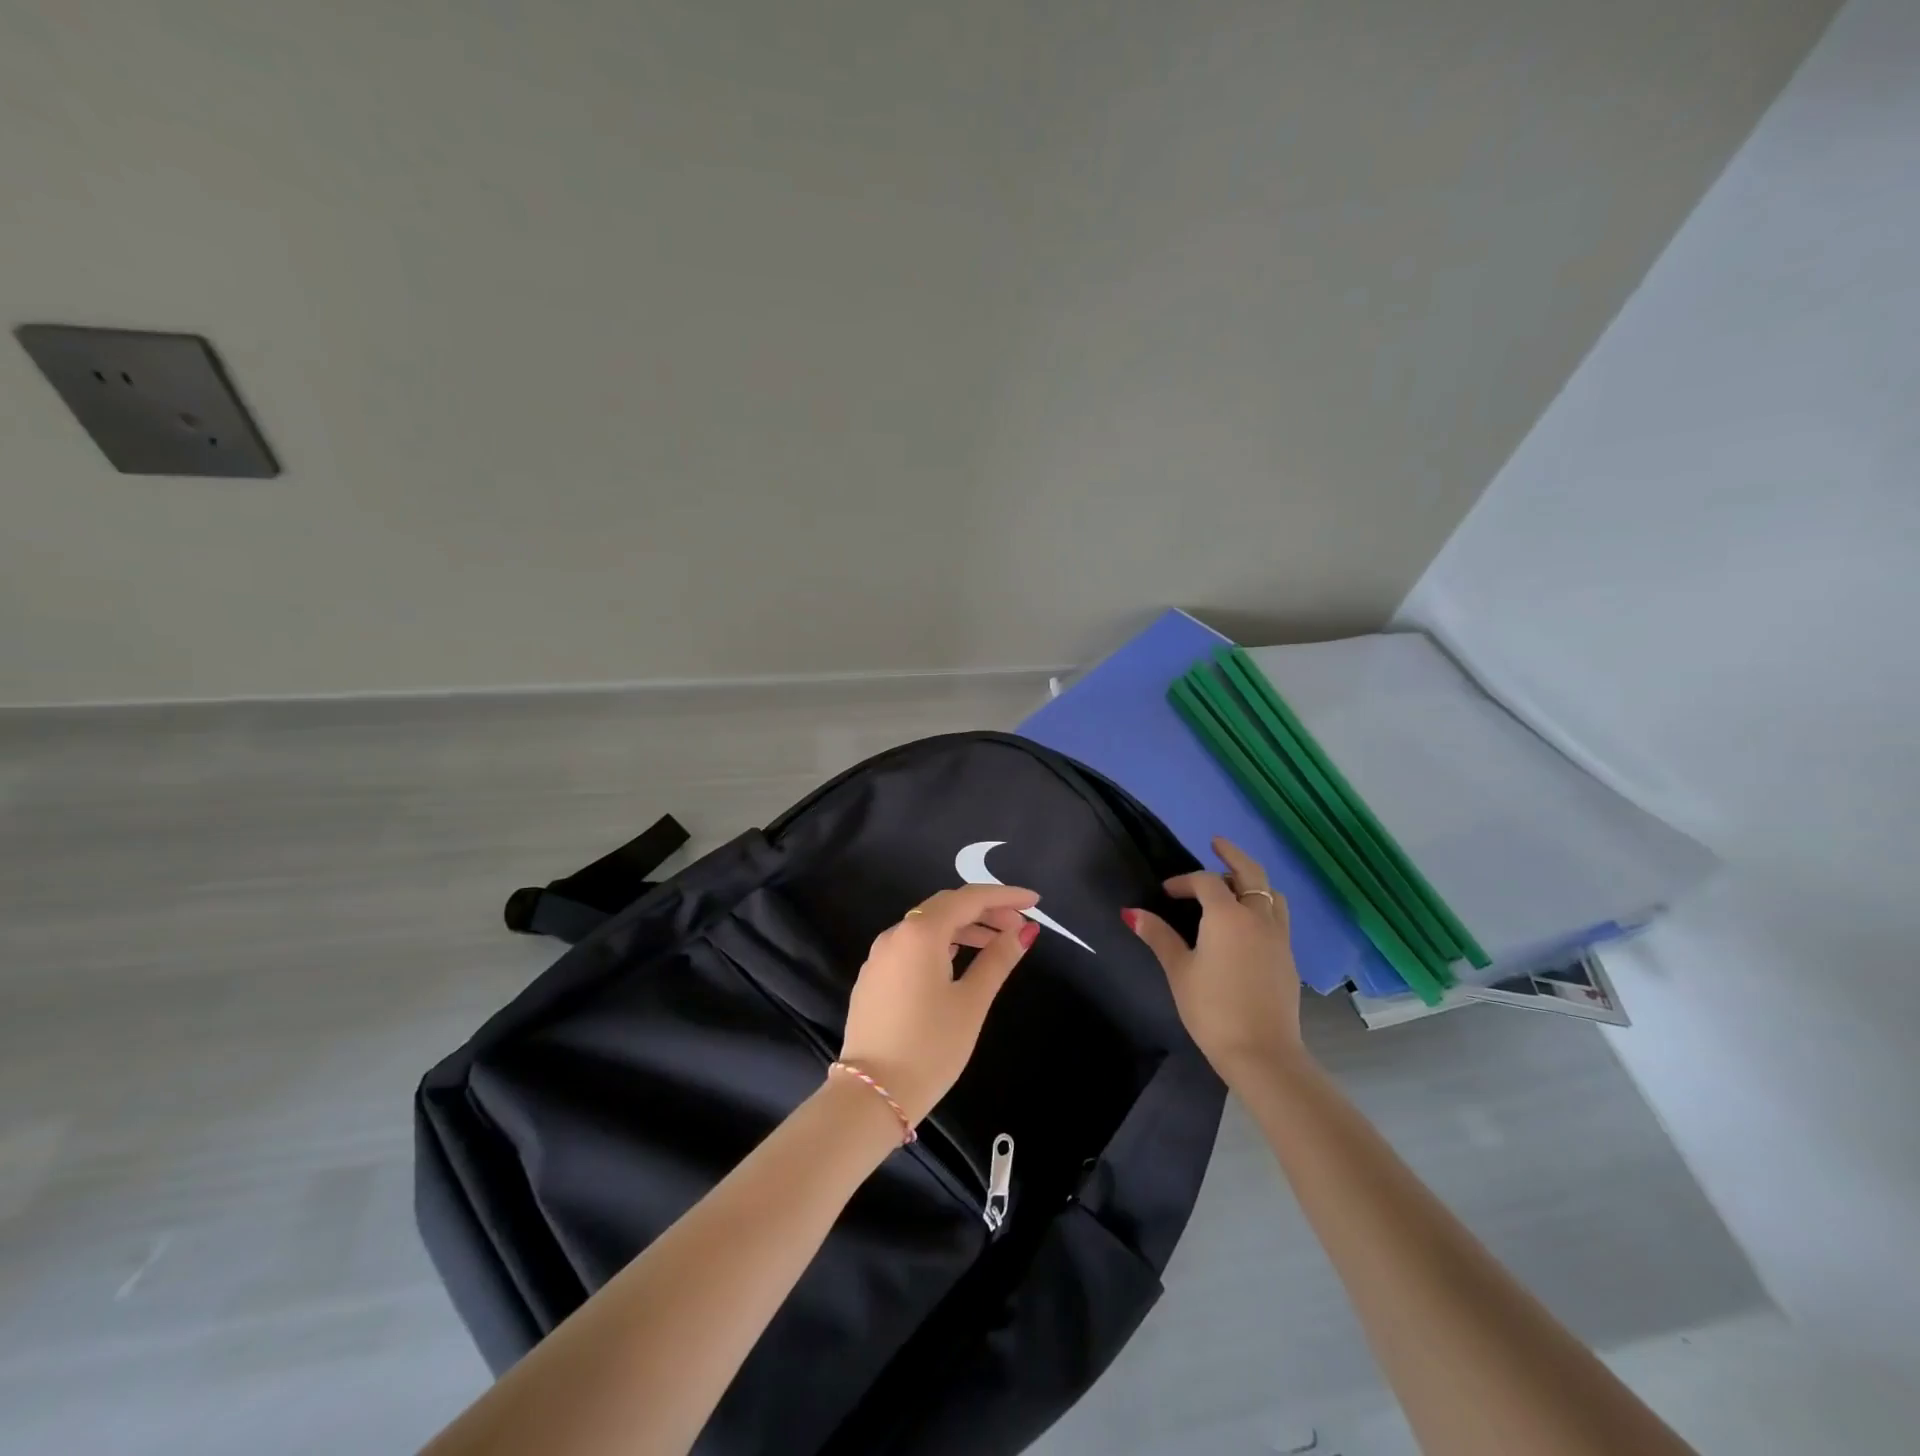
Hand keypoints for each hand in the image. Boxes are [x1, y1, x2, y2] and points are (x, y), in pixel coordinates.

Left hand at [839, 885, 1040, 1124]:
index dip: (1004, 895)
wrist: (871, 1094)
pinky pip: (912, 945)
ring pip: (927, 925)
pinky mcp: (873, 977)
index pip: (969, 898)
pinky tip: (958, 960)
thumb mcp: (972, 1002)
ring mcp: (880, 955)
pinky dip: (941, 943)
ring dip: (964, 927)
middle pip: (946, 906)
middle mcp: (895, 934)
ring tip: (996, 944)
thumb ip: (998, 960)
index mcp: (920, 933)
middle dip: (985, 910)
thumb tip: (1024, 931)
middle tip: (1019, 925)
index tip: (1034, 901)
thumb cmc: (930, 1047)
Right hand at [1124, 837, 1303, 1084]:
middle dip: (1232, 855)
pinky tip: (1248, 923)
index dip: (1183, 881)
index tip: (1166, 893)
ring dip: (1252, 882)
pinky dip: (1263, 905)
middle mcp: (1257, 917)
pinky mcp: (1288, 957)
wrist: (1262, 1053)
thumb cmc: (1212, 1009)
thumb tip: (1131, 913)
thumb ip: (1158, 936)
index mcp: (1227, 916)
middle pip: (1250, 873)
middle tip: (1217, 843)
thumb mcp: (1179, 971)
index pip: (1205, 882)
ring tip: (1234, 885)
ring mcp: (1278, 937)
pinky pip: (1278, 916)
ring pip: (1271, 894)